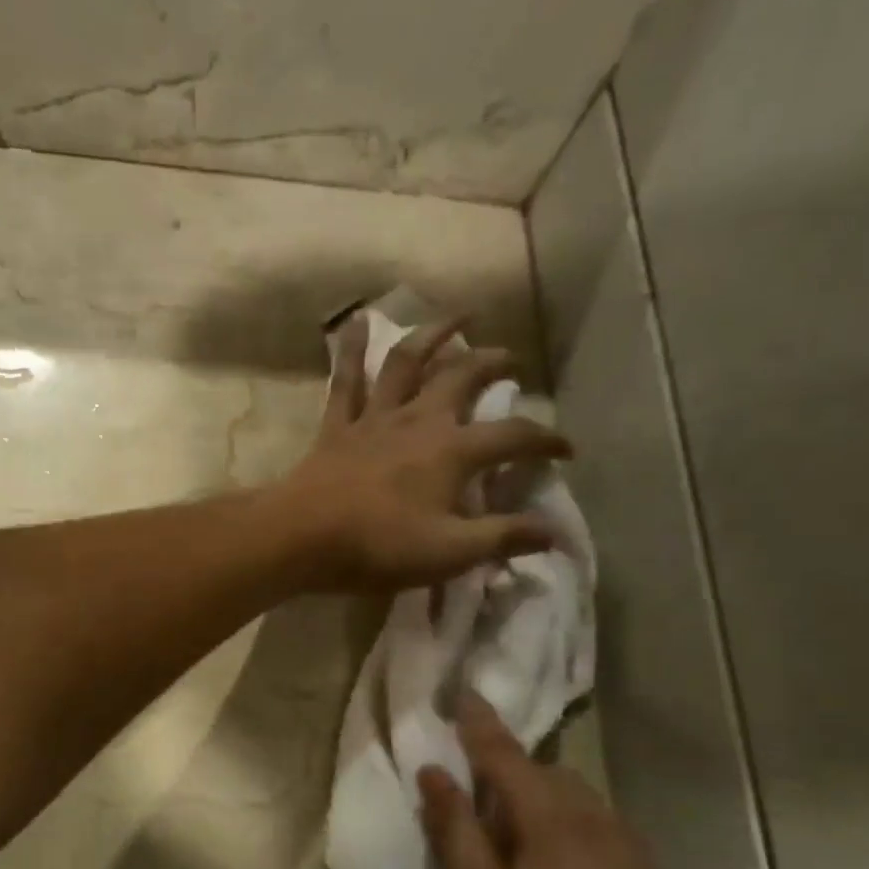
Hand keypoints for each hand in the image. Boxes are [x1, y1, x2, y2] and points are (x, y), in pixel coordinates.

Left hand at [275, 314, 571, 590]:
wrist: (301, 538)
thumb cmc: (378, 547)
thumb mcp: (450, 553)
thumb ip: (503, 537)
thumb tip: (554, 532)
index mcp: (452, 451)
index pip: (514, 436)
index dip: (546, 440)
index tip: (566, 450)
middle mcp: (418, 420)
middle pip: (463, 377)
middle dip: (493, 363)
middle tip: (511, 357)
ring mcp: (375, 418)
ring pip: (408, 361)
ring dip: (435, 334)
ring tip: (458, 316)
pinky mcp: (338, 425)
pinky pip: (346, 379)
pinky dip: (353, 348)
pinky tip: (356, 321)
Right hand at [420, 694, 723, 868]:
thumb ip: (457, 833)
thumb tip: (436, 773)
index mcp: (559, 825)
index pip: (509, 756)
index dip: (480, 723)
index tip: (462, 690)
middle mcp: (606, 830)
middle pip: (550, 778)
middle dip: (511, 775)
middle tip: (474, 802)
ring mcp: (640, 865)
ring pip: (582, 808)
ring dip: (542, 807)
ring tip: (512, 846)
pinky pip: (605, 839)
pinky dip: (572, 836)